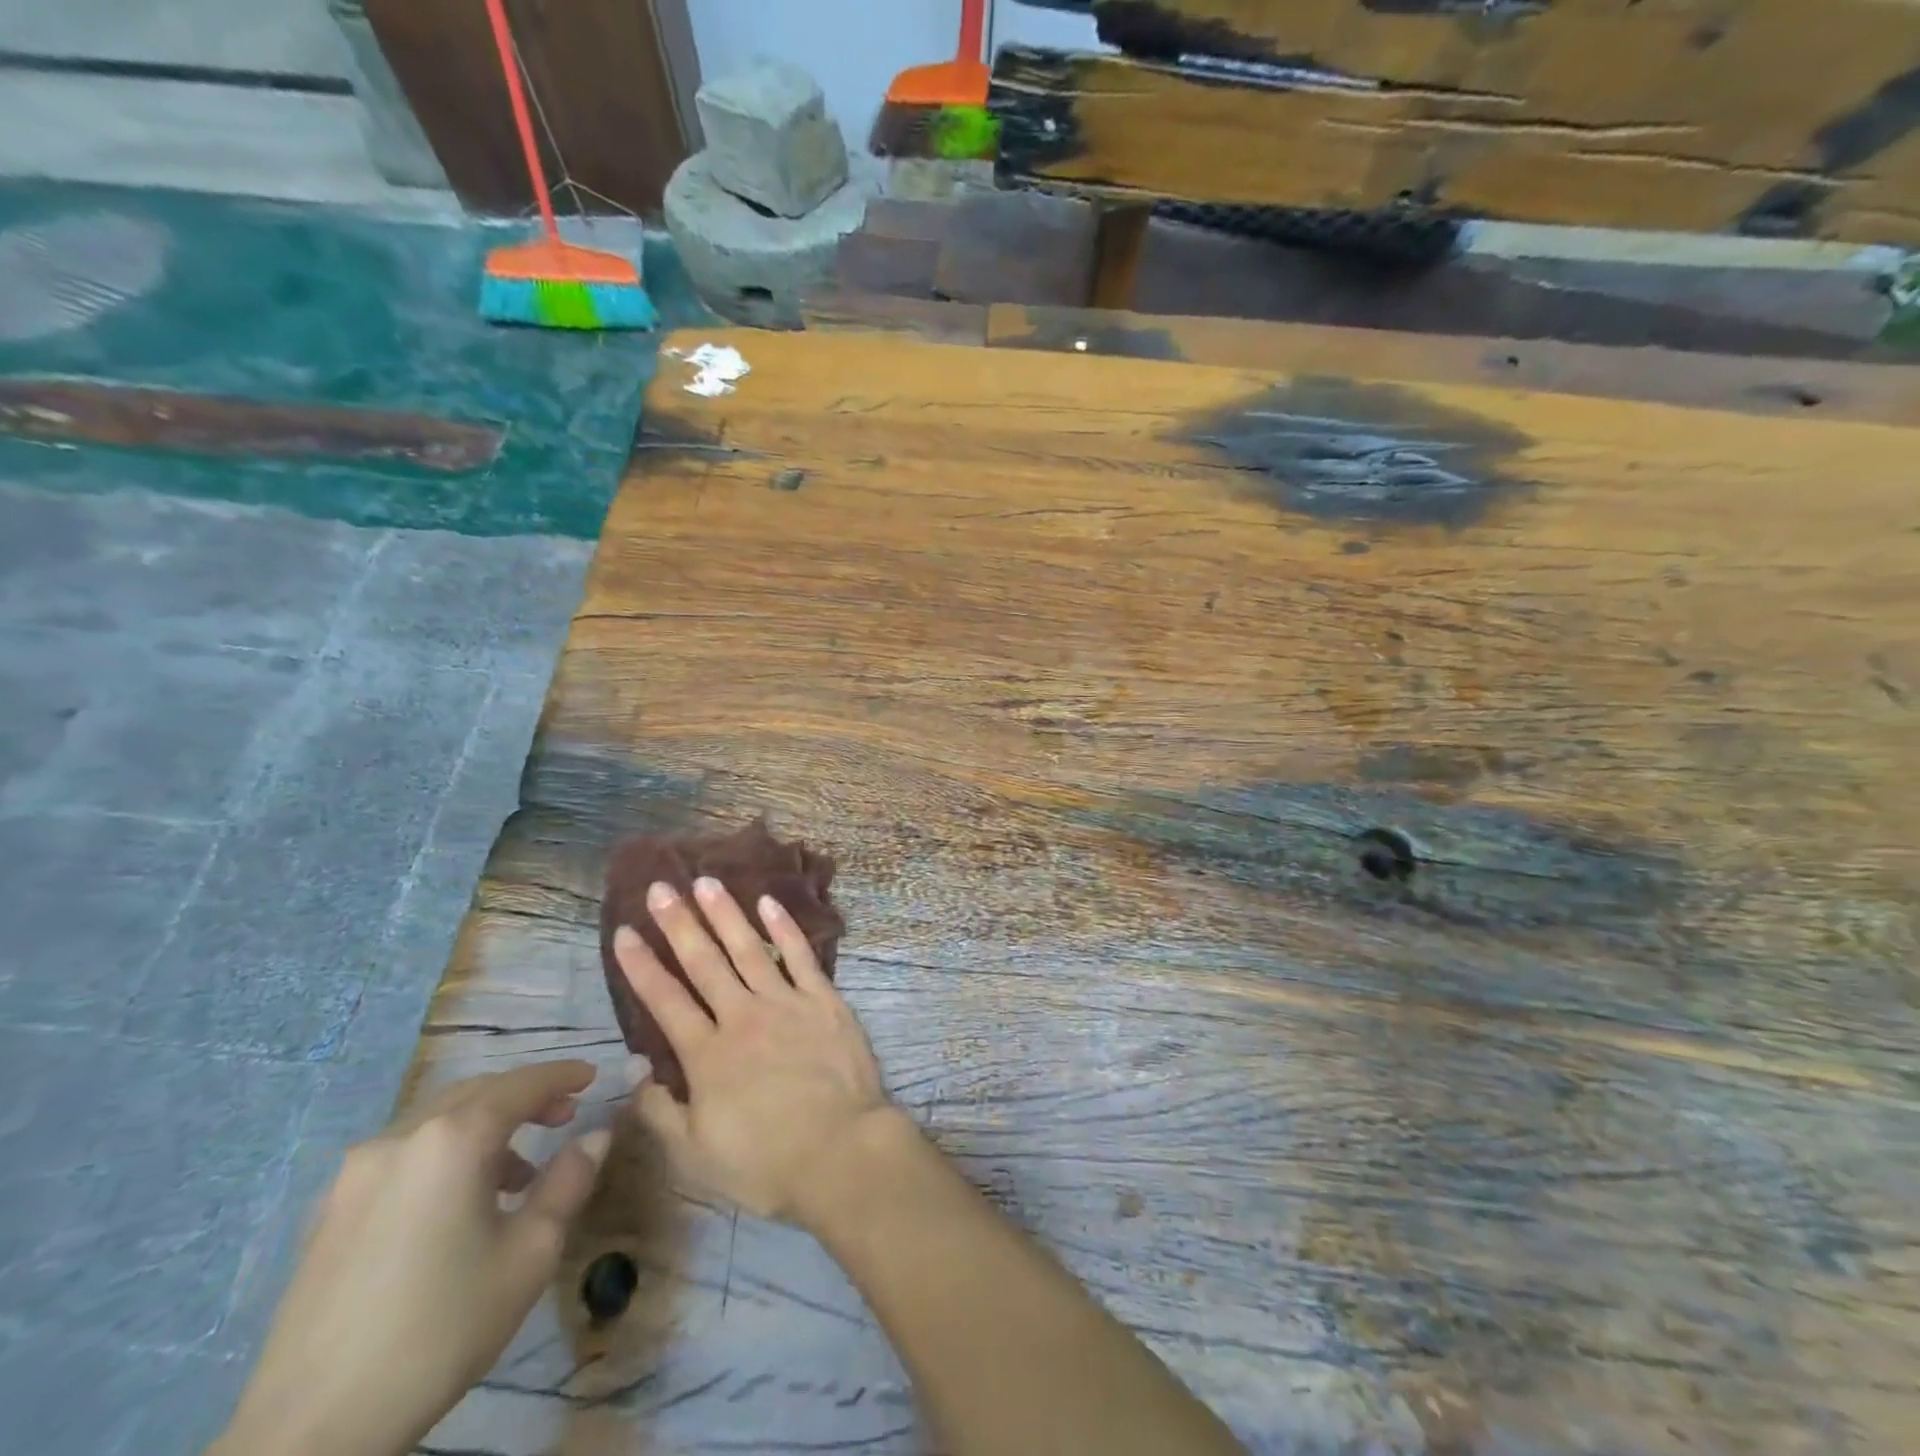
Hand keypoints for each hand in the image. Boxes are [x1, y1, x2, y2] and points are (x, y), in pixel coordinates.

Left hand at [214, 1062, 611, 1455]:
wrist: (312, 1429)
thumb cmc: (441, 1328)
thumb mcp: (530, 1253)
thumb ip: (569, 1181)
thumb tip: (597, 1135)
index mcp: (454, 1138)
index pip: (522, 1085)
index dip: (562, 1076)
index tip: (591, 1076)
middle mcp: (401, 1137)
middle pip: (476, 1093)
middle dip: (524, 1097)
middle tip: (564, 1115)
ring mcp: (356, 1173)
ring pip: (436, 1122)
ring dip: (484, 1127)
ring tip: (517, 1173)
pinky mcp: (328, 1211)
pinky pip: (403, 1155)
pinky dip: (444, 1153)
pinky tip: (457, 1203)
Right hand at [615, 877, 892, 1223]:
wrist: (842, 1152)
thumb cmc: (766, 1163)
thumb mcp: (696, 1154)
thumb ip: (660, 1110)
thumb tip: (634, 1069)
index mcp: (707, 1054)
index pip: (665, 999)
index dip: (641, 965)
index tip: (623, 932)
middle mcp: (742, 1016)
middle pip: (704, 962)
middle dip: (679, 922)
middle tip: (660, 887)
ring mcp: (786, 1002)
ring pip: (748, 948)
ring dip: (725, 913)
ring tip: (706, 882)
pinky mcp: (824, 999)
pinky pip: (800, 956)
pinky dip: (784, 928)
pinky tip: (768, 902)